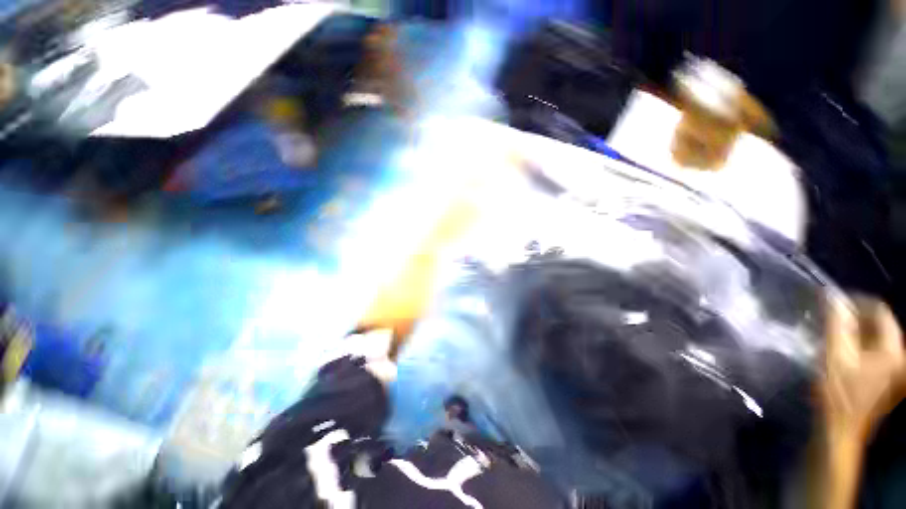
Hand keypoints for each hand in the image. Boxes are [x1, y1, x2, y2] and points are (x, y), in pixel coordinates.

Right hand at [821, 296, 905, 439]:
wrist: (840, 430)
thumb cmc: (838, 393)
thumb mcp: (835, 356)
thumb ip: (837, 324)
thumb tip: (834, 297)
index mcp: (894, 351)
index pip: (882, 313)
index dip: (859, 303)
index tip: (835, 303)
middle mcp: (902, 358)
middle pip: (883, 327)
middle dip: (858, 320)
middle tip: (832, 318)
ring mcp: (898, 371)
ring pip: (880, 340)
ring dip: (859, 333)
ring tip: (836, 334)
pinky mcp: (891, 380)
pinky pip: (879, 353)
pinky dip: (863, 347)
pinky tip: (846, 352)